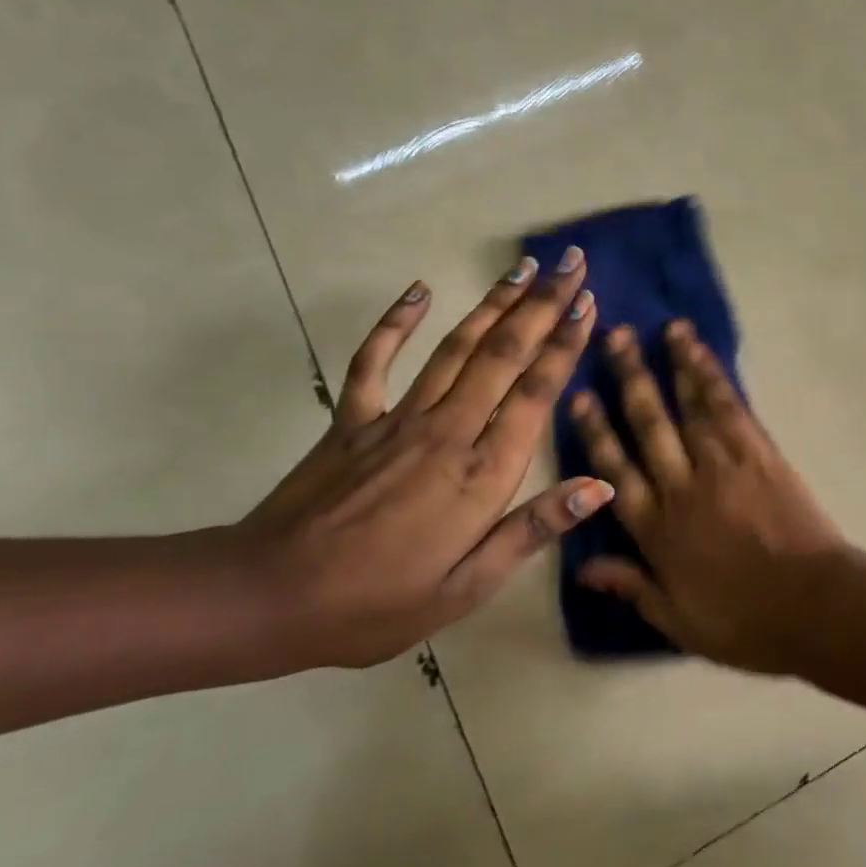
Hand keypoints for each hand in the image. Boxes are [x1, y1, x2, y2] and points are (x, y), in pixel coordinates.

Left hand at [243, 252, 609, 667]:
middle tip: (571, 263)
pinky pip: (374, 359)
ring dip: (494, 303)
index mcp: (481, 474)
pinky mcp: (352, 419)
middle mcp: (447, 431)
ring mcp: (396, 419)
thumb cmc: (377, 603)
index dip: (565, 344)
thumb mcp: (467, 587)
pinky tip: (418, 290)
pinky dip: (396, 322)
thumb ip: (532, 529)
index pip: (535, 393)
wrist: (266, 599)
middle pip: (504, 354)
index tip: (588, 303)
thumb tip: (600, 486)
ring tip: (523, 266)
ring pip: (456, 347)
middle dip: (542, 304)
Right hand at [568, 319, 854, 672]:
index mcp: (657, 530)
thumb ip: (632, 587)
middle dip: (629, 379)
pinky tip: (699, 351)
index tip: (579, 396)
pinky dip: (711, 375)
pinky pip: (728, 406)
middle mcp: (681, 487)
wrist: (814, 606)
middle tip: (614, 337)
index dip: (594, 433)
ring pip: (686, 406)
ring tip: (659, 329)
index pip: (614, 472)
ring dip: (670, 364)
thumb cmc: (746, 622)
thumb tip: (583, 571)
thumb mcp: (678, 621)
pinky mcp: (757, 451)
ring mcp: (721, 464)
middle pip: (647, 425)